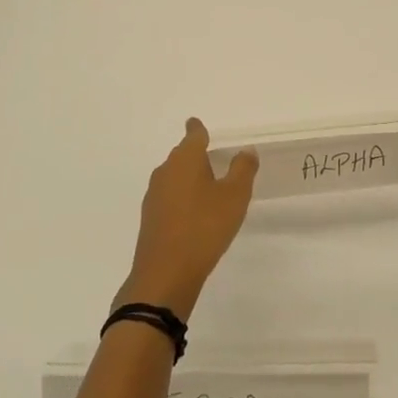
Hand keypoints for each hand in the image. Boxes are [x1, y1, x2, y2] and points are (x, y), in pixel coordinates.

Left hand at [117, 119, 258, 319]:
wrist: (166, 273)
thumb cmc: (204, 227)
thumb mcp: (235, 196)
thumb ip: (243, 169)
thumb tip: (246, 150)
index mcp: (185, 160)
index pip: (193, 135)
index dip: (197, 128)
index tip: (196, 123)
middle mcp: (166, 172)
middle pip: (182, 155)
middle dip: (196, 155)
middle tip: (215, 159)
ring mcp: (154, 196)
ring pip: (175, 177)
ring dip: (190, 178)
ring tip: (209, 188)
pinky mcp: (150, 218)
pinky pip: (170, 197)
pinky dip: (183, 198)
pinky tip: (195, 214)